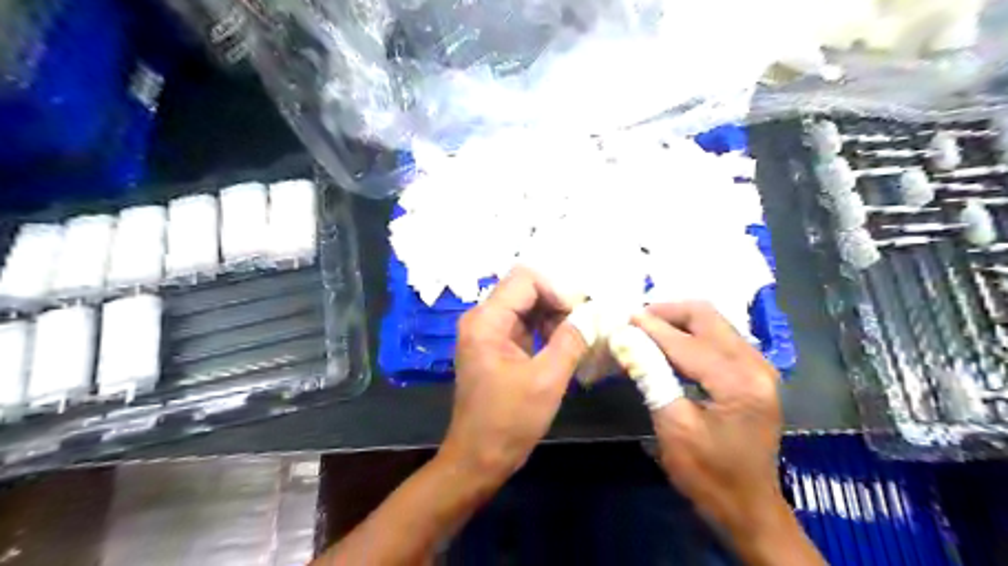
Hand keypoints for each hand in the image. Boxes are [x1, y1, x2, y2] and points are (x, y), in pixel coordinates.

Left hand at [442, 269, 591, 483]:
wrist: (478, 459)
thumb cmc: (508, 422)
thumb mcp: (547, 380)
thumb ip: (571, 340)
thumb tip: (593, 313)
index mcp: (486, 320)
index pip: (526, 279)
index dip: (557, 290)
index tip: (582, 315)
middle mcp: (483, 319)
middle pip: (526, 289)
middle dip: (559, 302)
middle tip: (587, 325)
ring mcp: (489, 332)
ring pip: (528, 306)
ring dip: (555, 317)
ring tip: (580, 339)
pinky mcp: (497, 346)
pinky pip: (525, 325)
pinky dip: (547, 330)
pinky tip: (567, 346)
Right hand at [633, 301, 782, 534]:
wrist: (749, 508)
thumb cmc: (709, 475)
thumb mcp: (673, 426)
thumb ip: (650, 375)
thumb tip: (624, 337)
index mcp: (739, 381)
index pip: (686, 341)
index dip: (649, 327)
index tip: (619, 317)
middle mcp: (756, 364)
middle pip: (707, 316)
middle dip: (666, 312)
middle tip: (634, 320)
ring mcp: (760, 366)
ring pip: (714, 322)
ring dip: (678, 321)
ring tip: (646, 329)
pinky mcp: (755, 373)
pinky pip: (719, 337)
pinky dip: (691, 334)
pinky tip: (669, 345)